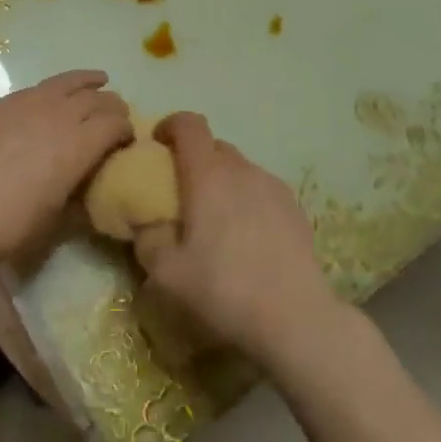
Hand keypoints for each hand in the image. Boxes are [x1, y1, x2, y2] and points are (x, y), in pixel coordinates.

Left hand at [0, 70, 129, 268]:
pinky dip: (53, 90)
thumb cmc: (2, 224)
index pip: (115, 123)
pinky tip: (46, 101)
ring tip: (98, 80)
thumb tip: (86, 195)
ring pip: (66, 82)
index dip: (126, 130)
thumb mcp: (50, 224)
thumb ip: (75, 203)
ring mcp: (25, 103)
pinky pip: (35, 89)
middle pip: (96, 98)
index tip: (127, 141)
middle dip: (112, 105)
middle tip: (116, 115)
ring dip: (87, 82)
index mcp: (78, 145)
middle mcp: (57, 114)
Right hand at [134, 113, 343, 369]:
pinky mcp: (295, 208)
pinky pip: (261, 190)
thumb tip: (145, 220)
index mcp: (207, 174)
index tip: (157, 145)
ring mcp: (272, 186)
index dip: (169, 125)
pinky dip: (247, 200)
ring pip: (239, 168)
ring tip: (215, 220)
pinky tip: (246, 238)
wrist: (295, 317)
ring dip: (222, 180)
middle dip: (194, 158)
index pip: (188, 124)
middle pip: (213, 145)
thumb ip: (147, 238)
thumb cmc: (222, 289)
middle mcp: (242, 169)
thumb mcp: (165, 273)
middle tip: (181, 192)